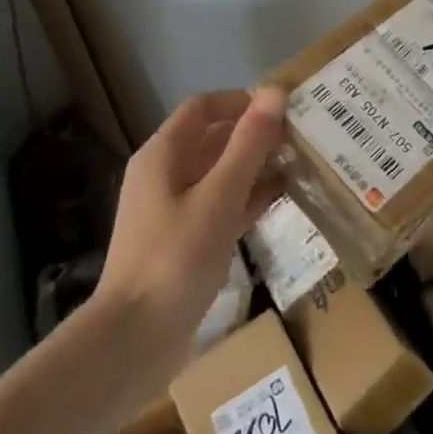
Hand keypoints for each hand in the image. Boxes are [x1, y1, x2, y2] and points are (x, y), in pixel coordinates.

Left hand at [98, 87, 285, 358]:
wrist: (132, 341)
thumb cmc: (175, 258)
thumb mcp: (219, 196)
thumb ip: (249, 144)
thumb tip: (275, 92)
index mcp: (163, 154)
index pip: (204, 107)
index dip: (242, 101)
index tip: (284, 109)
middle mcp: (164, 174)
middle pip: (212, 138)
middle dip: (254, 134)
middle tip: (300, 137)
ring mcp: (172, 209)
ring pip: (218, 172)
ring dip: (254, 166)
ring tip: (298, 164)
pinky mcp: (183, 240)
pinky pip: (219, 204)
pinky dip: (246, 197)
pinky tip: (278, 201)